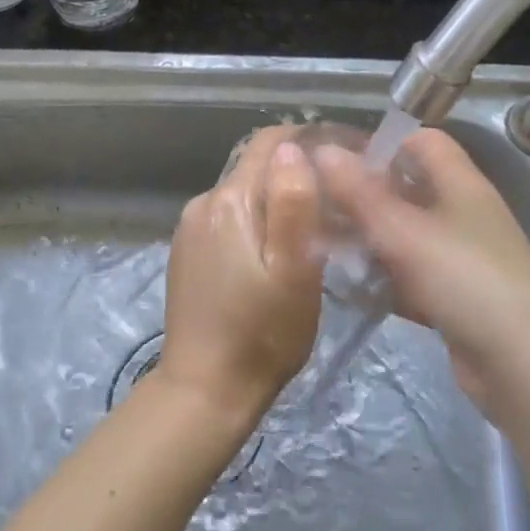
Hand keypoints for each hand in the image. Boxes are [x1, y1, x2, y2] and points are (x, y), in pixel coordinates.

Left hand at [159, 127, 323, 423]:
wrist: (206, 389)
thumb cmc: (263, 332)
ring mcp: (190, 228)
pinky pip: (228, 220)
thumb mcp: (295, 270)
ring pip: (243, 195)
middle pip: (256, 169)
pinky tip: (273, 254)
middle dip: (295, 176)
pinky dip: (255, 223)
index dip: (307, 141)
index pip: (269, 143)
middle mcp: (203, 203)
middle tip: (336, 204)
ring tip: (312, 231)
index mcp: (230, 200)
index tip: (343, 158)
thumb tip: (292, 149)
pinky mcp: (187, 252)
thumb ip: (294, 202)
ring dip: (275, 202)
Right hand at [313, 129, 529, 422]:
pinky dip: (382, 277)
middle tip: (318, 206)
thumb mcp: (405, 233)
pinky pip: (410, 275)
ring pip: (405, 234)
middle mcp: (463, 213)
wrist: (525, 368)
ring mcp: (460, 257)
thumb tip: (321, 150)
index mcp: (462, 184)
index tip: (338, 161)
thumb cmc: (466, 281)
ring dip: (368, 238)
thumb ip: (360, 193)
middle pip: (409, 188)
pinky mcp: (453, 296)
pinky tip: (348, 286)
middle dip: (365, 195)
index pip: (423, 141)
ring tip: (321, 246)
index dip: (383, 143)